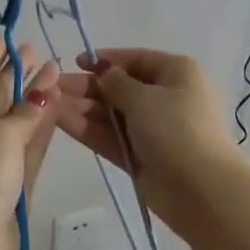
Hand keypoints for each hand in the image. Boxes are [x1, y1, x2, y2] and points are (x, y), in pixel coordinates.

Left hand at [0, 38, 60, 249]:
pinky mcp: (7, 181)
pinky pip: (25, 143)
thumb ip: (27, 112)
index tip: (11, 36)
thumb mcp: (0, 136)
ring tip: (55, 71)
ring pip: (13, 119)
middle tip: (41, 52)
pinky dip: (39, 126)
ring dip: (33, 98)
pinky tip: (56, 105)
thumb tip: (45, 90)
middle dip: (17, 74)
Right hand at [55, 48, 245, 230]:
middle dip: (87, 86)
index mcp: (177, 73)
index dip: (106, 60)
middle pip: (120, 87)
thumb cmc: (176, 128)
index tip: (76, 62)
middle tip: (53, 86)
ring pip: (112, 113)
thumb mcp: (143, 96)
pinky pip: (111, 136)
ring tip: (48, 103)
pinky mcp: (140, 156)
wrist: (201, 190)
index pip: (136, 59)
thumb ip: (115, 82)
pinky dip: (87, 128)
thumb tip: (101, 70)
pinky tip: (59, 120)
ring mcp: (152, 129)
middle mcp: (166, 97)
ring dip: (82, 107)